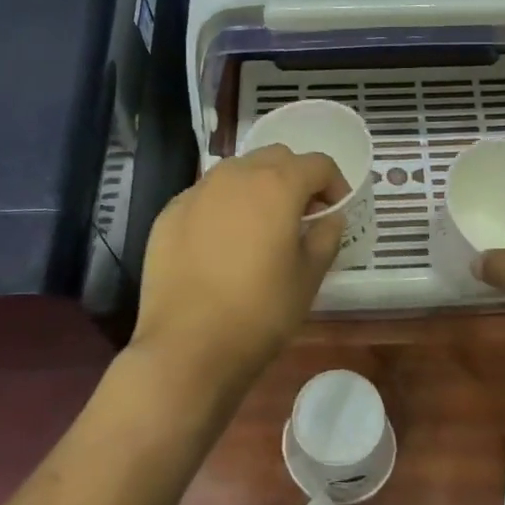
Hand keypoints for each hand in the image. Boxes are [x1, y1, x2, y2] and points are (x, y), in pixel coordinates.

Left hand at [131, 145, 348, 395]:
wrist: (186, 347)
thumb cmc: (260, 312)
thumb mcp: (308, 278)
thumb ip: (325, 237)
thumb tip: (330, 218)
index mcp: (276, 185)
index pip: (317, 164)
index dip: (334, 184)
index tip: (335, 210)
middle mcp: (235, 176)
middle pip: (275, 158)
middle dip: (294, 178)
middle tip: (301, 215)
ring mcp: (197, 192)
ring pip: (236, 172)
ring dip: (257, 187)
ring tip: (260, 226)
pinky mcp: (169, 214)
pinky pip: (205, 196)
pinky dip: (223, 206)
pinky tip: (222, 244)